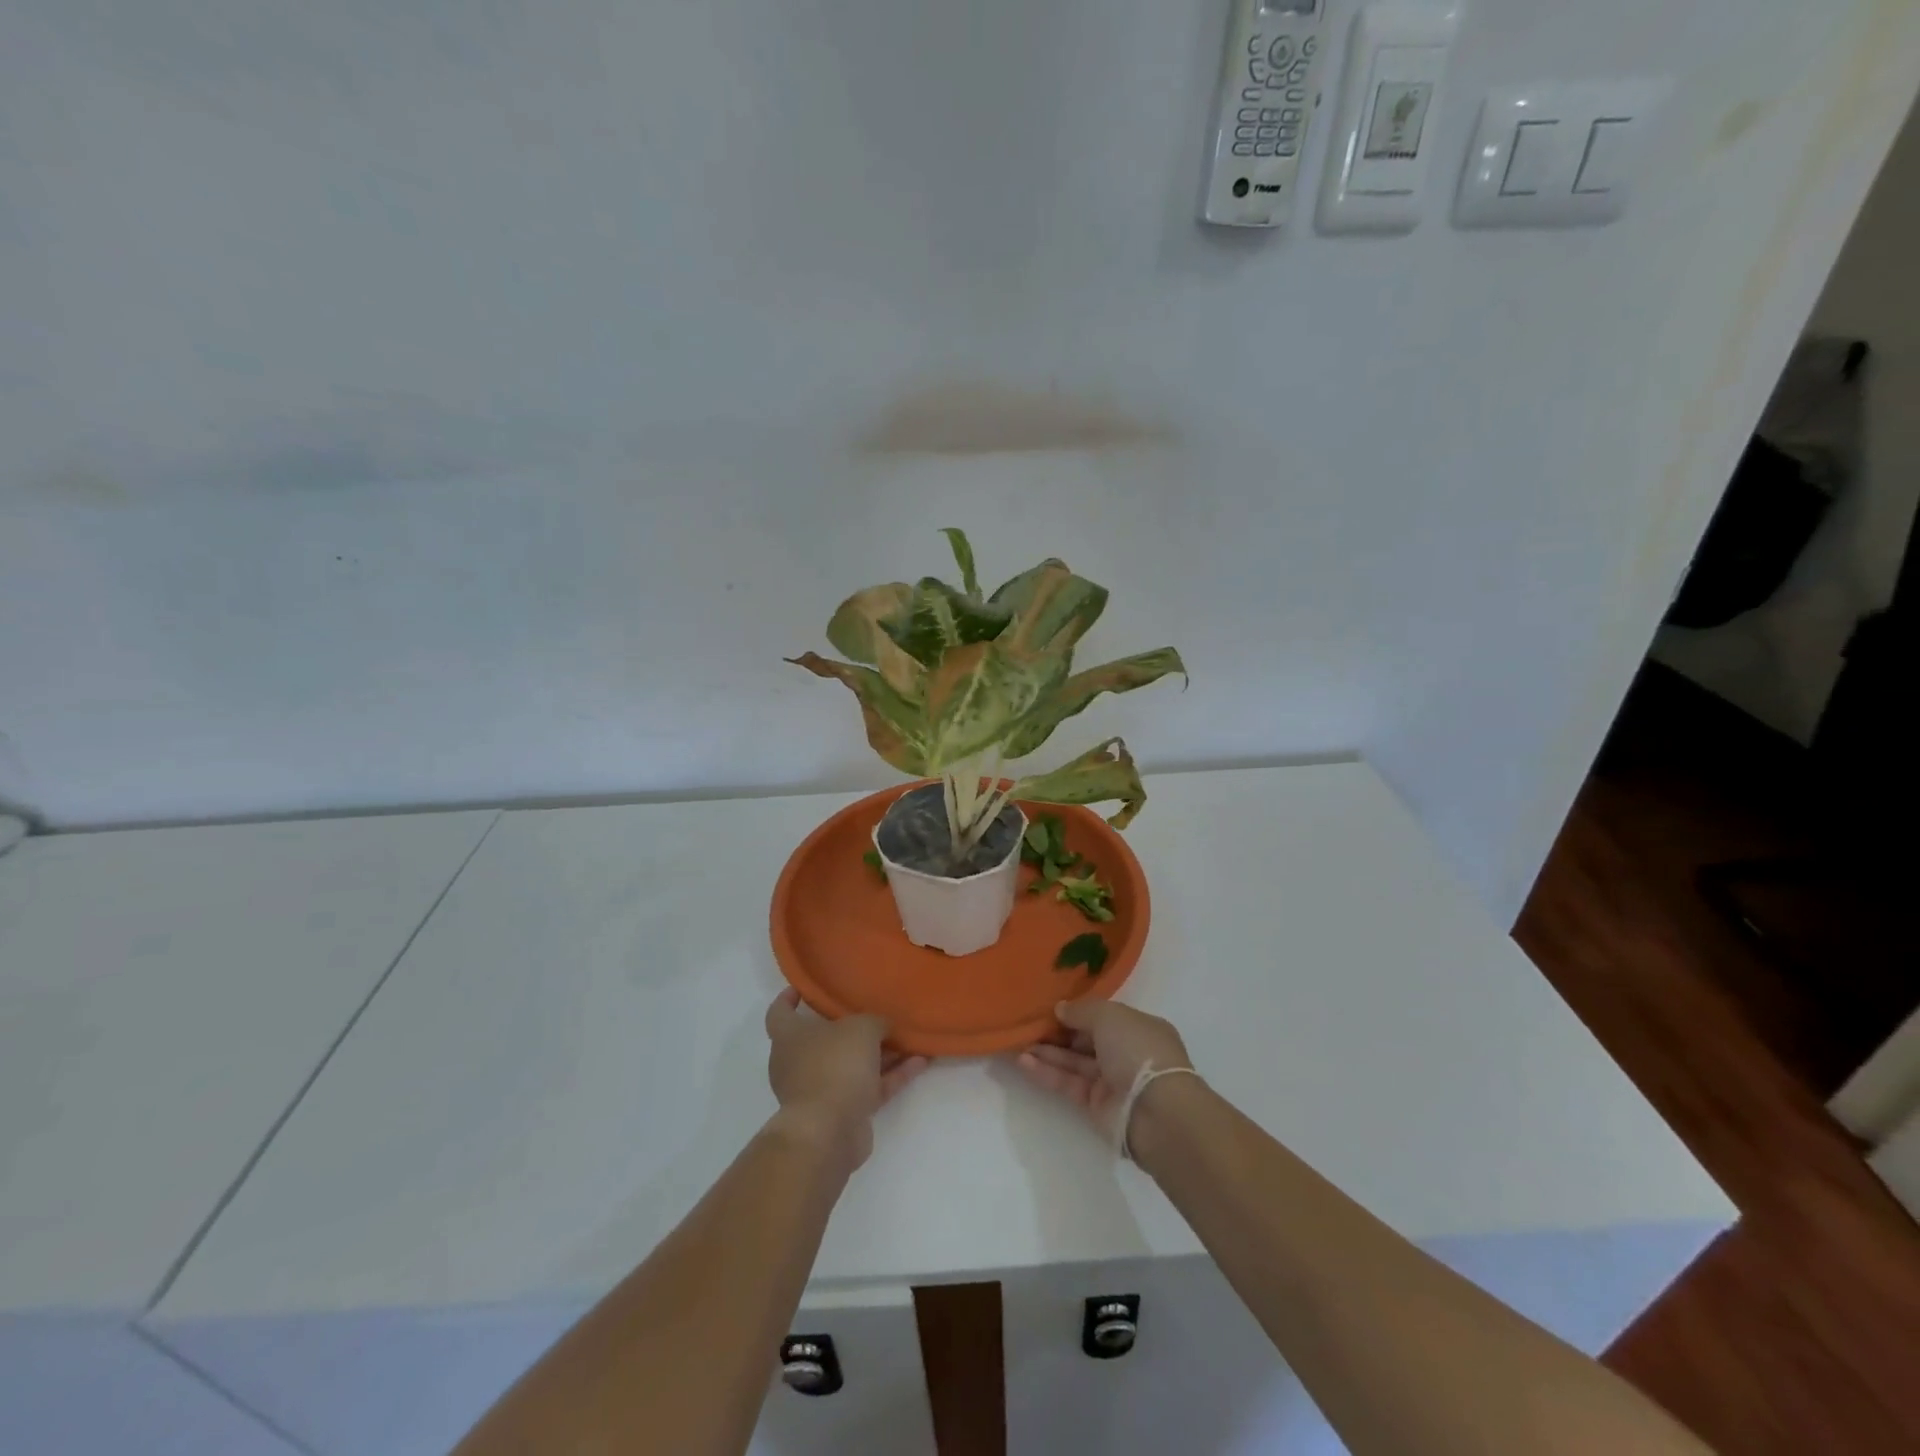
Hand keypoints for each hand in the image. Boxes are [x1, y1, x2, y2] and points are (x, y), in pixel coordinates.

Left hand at [764, 989, 928, 1170]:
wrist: (828, 1131)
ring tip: (908, 1038)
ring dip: (880, 1053)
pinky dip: (890, 1076)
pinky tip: (919, 1063)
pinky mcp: (841, 1113)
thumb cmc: (835, 1065)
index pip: (779, 1012)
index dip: (788, 998)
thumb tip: (882, 1027)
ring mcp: (819, 1089)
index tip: (803, 989)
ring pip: (851, 1064)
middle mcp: (798, 1062)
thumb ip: (875, 1022)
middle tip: (874, 1012)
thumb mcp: (862, 1028)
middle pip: (823, 1039)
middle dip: (850, 1028)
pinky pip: (868, 1087)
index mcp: (789, 1036)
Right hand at [1013, 999, 1193, 1150]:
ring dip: (1047, 1052)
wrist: (1156, 1112)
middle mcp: (1126, 1053)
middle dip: (1058, 1032)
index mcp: (1138, 1028)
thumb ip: (1081, 1010)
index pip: (1104, 1017)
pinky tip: (1023, 1062)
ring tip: (1017, 1042)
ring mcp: (1112, 1081)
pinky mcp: (1096, 1106)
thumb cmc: (1138, 1050)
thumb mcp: (1109, 1015)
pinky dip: (1047, 1073)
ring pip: (1074, 1062)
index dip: (1078, 1011)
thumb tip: (1060, 1009)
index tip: (1051, 1007)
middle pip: (1086, 1040)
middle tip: (1028, 1024)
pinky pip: (1068, 1084)